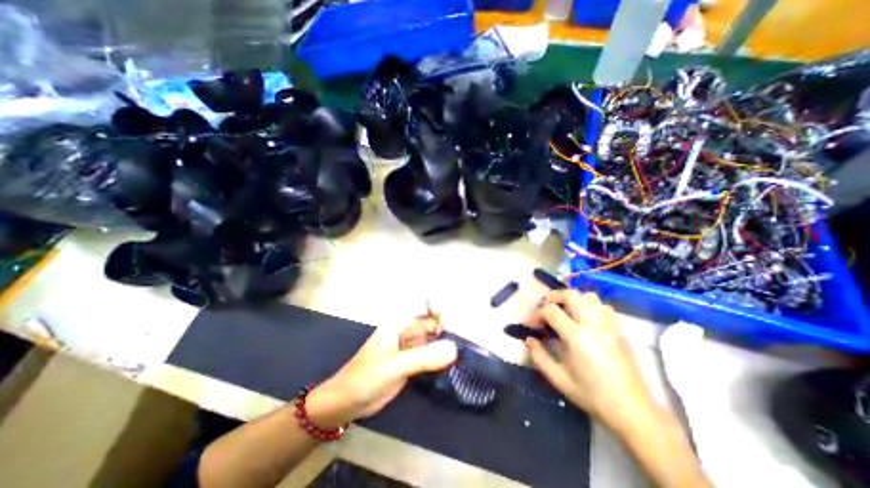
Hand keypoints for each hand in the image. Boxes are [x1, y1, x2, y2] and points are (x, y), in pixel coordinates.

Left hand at [306, 316, 455, 427]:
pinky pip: (433, 353)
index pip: (426, 305)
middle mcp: (408, 329)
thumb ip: (424, 357)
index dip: (442, 309)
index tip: (454, 325)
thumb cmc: (365, 377)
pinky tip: (455, 361)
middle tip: (467, 339)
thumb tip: (455, 348)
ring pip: (436, 337)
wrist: (347, 401)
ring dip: (449, 340)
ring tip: (467, 349)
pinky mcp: (413, 360)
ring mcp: (412, 345)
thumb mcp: (394, 366)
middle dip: (451, 326)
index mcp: (401, 321)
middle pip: (435, 321)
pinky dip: (444, 355)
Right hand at [523, 289, 652, 430]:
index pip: (551, 311)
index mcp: (577, 337)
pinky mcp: (619, 329)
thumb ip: (539, 356)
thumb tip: (529, 339)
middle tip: (545, 309)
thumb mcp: (558, 379)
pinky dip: (589, 306)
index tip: (531, 325)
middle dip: (553, 297)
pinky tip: (584, 319)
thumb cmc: (592, 396)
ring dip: (572, 299)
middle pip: (570, 295)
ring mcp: (609, 325)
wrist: (632, 411)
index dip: (536, 314)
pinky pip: (602, 306)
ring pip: (588, 297)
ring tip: (564, 311)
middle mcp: (593, 325)